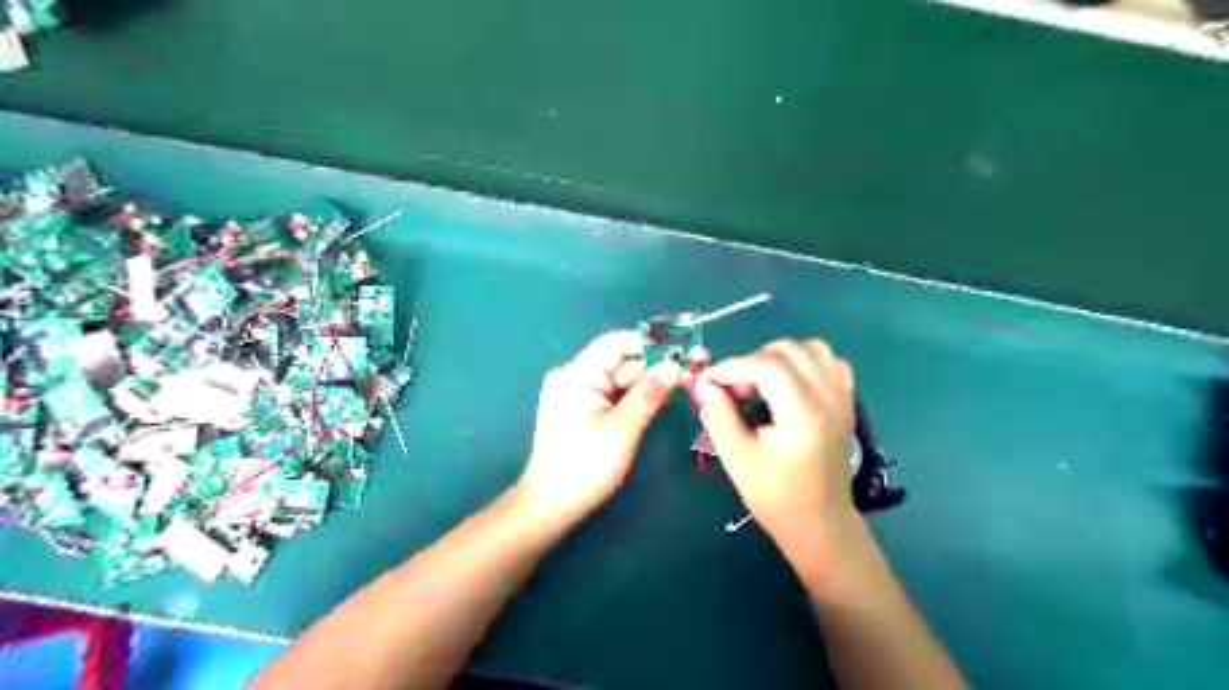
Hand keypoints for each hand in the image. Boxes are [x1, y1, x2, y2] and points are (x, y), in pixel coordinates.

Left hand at [514, 330, 676, 520]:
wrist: (551, 507)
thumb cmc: (585, 467)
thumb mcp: (622, 428)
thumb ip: (649, 392)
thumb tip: (675, 363)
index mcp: (576, 374)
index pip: (616, 342)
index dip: (651, 342)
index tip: (684, 346)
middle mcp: (574, 376)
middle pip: (620, 360)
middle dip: (656, 363)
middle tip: (696, 365)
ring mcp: (577, 394)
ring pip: (620, 378)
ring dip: (650, 380)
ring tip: (687, 379)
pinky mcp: (583, 410)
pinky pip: (614, 394)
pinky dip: (637, 395)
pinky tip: (663, 395)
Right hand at [696, 339, 857, 537]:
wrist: (820, 523)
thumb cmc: (775, 496)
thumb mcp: (737, 458)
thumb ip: (718, 415)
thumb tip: (702, 383)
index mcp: (803, 414)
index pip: (767, 365)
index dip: (733, 366)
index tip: (710, 381)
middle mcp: (828, 397)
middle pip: (788, 350)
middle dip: (753, 360)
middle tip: (735, 389)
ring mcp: (842, 397)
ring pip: (811, 348)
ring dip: (779, 356)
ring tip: (760, 382)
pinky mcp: (846, 401)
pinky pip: (828, 361)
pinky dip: (804, 362)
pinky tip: (788, 384)